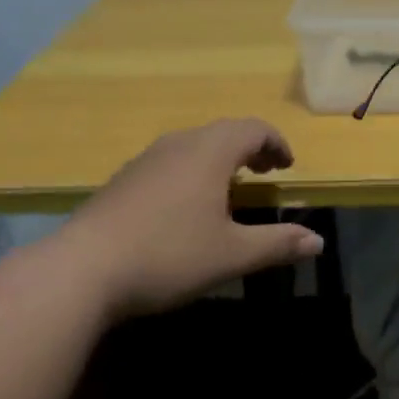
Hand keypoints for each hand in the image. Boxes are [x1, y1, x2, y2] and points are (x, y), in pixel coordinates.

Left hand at [67, 119, 321, 317]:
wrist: (80, 270)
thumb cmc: (168, 255)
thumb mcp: (231, 254)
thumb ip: (277, 244)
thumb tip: (318, 241)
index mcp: (211, 151)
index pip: (254, 128)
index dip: (276, 143)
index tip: (286, 167)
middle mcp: (180, 143)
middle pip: (225, 131)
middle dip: (250, 148)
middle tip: (264, 172)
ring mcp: (147, 159)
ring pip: (195, 145)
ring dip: (220, 158)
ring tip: (229, 188)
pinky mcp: (124, 179)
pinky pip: (171, 160)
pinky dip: (192, 170)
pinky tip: (184, 205)